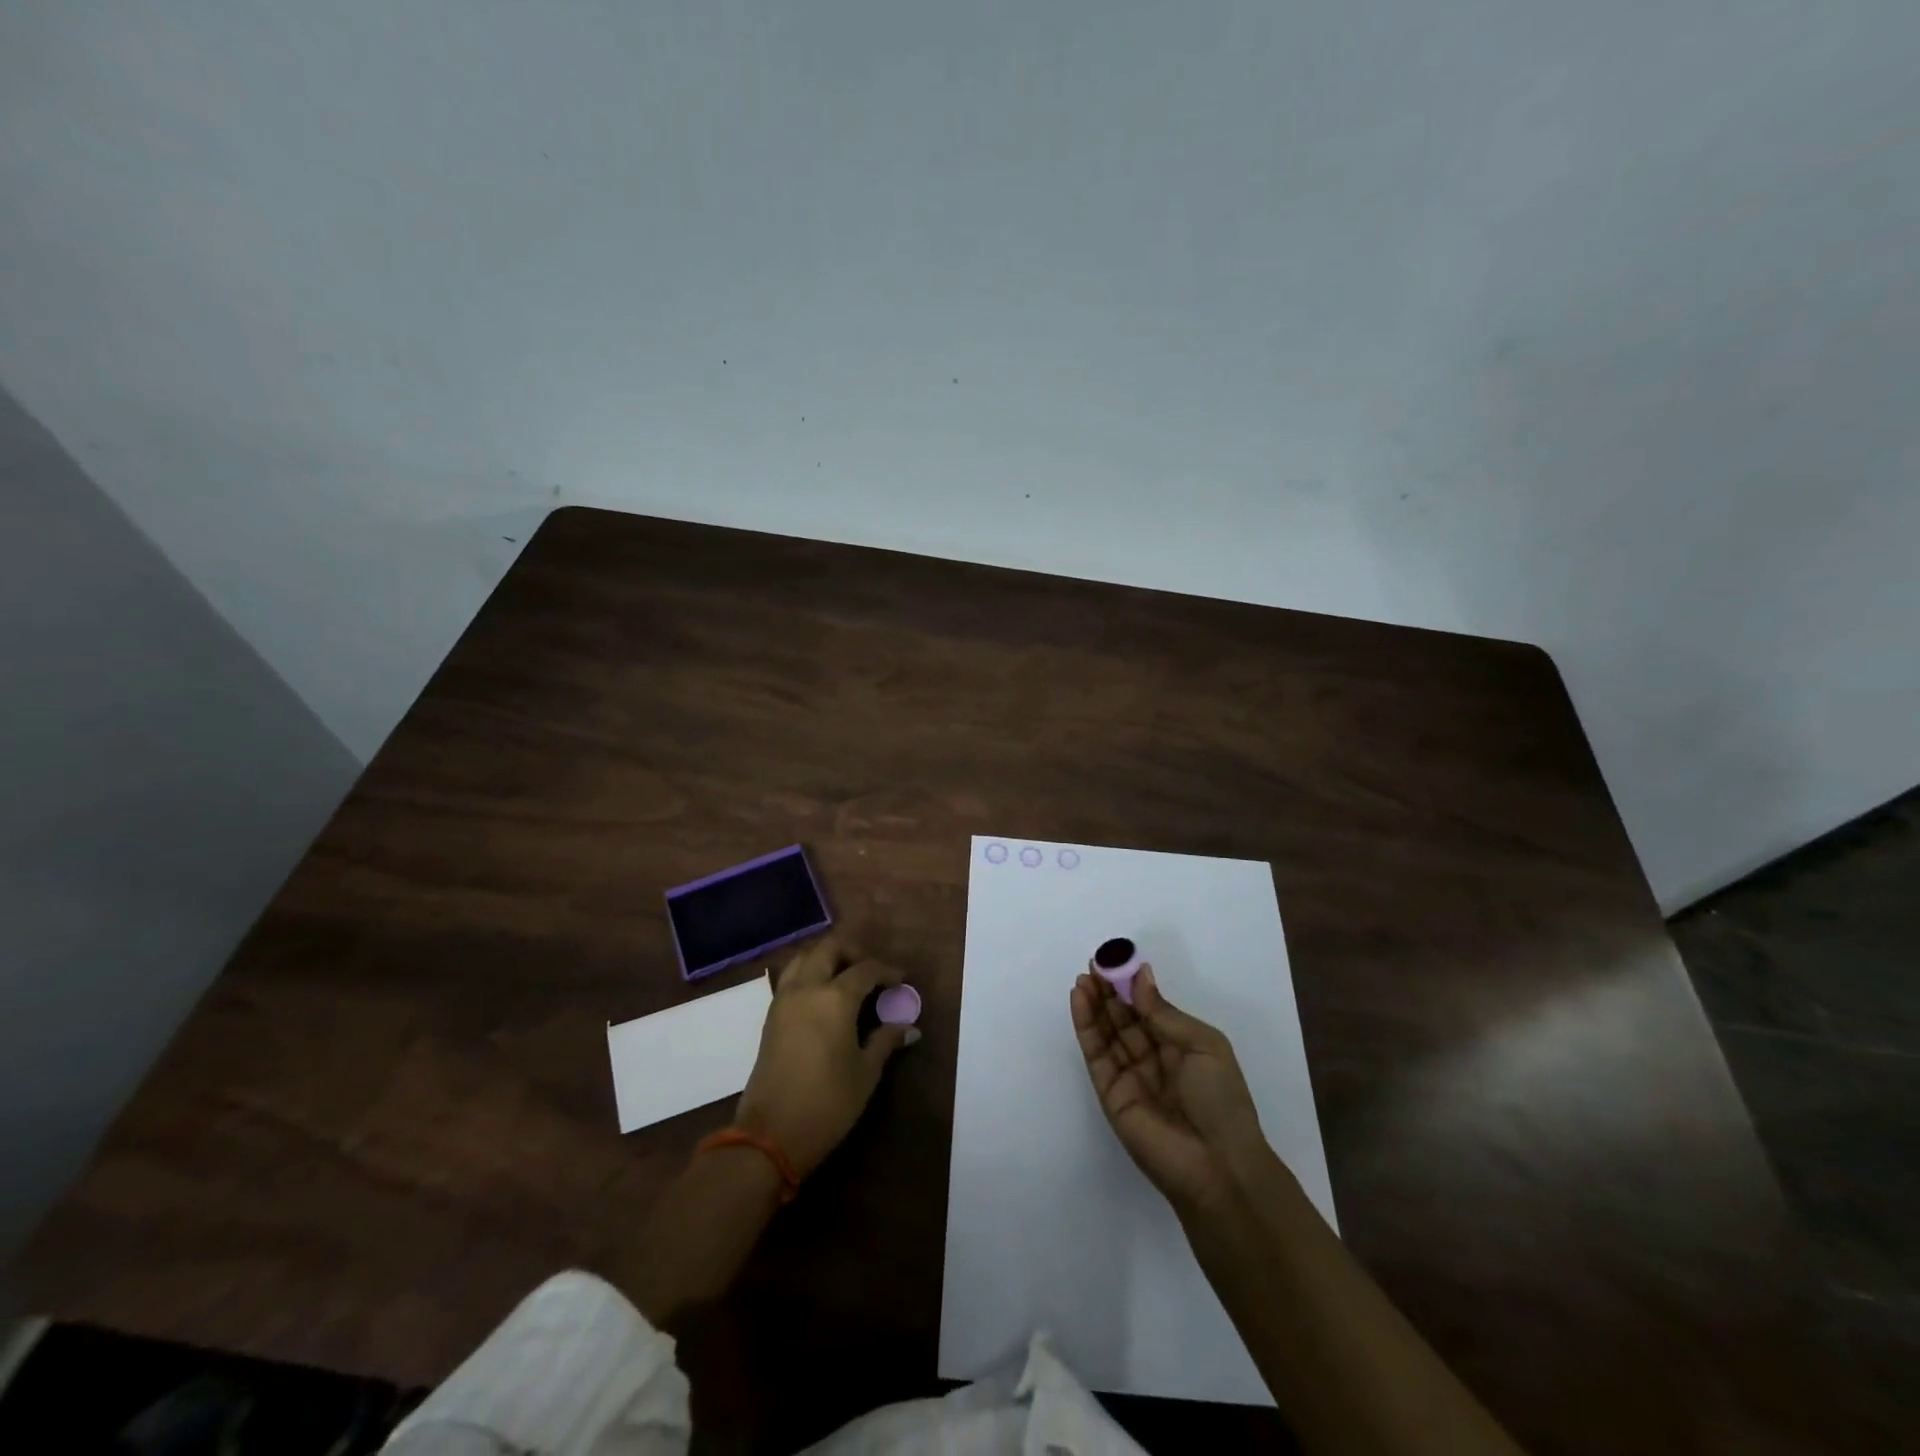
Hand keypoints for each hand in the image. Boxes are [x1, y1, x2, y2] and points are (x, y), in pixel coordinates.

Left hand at [735, 935, 918, 1177]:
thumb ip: (885, 1041)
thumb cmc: (827, 1103)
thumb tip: (910, 1027)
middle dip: (854, 952)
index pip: (866, 969)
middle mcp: (807, 988)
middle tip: (872, 971)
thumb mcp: (865, 1073)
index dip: (887, 971)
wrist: (770, 1134)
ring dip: (827, 957)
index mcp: (835, 998)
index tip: (901, 980)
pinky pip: (791, 977)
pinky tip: (823, 996)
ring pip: (805, 957)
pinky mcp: (770, 1015)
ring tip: (846, 977)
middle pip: (830, 948)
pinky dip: (809, 972)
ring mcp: (784, 999)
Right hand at [1071, 964, 1269, 1211]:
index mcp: (1181, 1048)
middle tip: (1093, 964)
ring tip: (1083, 977)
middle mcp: (1154, 1060)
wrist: (1218, 1166)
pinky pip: (1096, 1054)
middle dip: (1109, 991)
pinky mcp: (1110, 1094)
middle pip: (1125, 1019)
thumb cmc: (1221, 1099)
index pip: (1150, 1010)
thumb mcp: (1203, 1045)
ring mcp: (1130, 1077)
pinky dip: (1085, 1026)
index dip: (1132, 985)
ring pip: (1107, 1033)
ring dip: (1094, 1004)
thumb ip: (1163, 1012)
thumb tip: (1141, 976)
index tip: (1116, 959)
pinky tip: (1079, 1000)